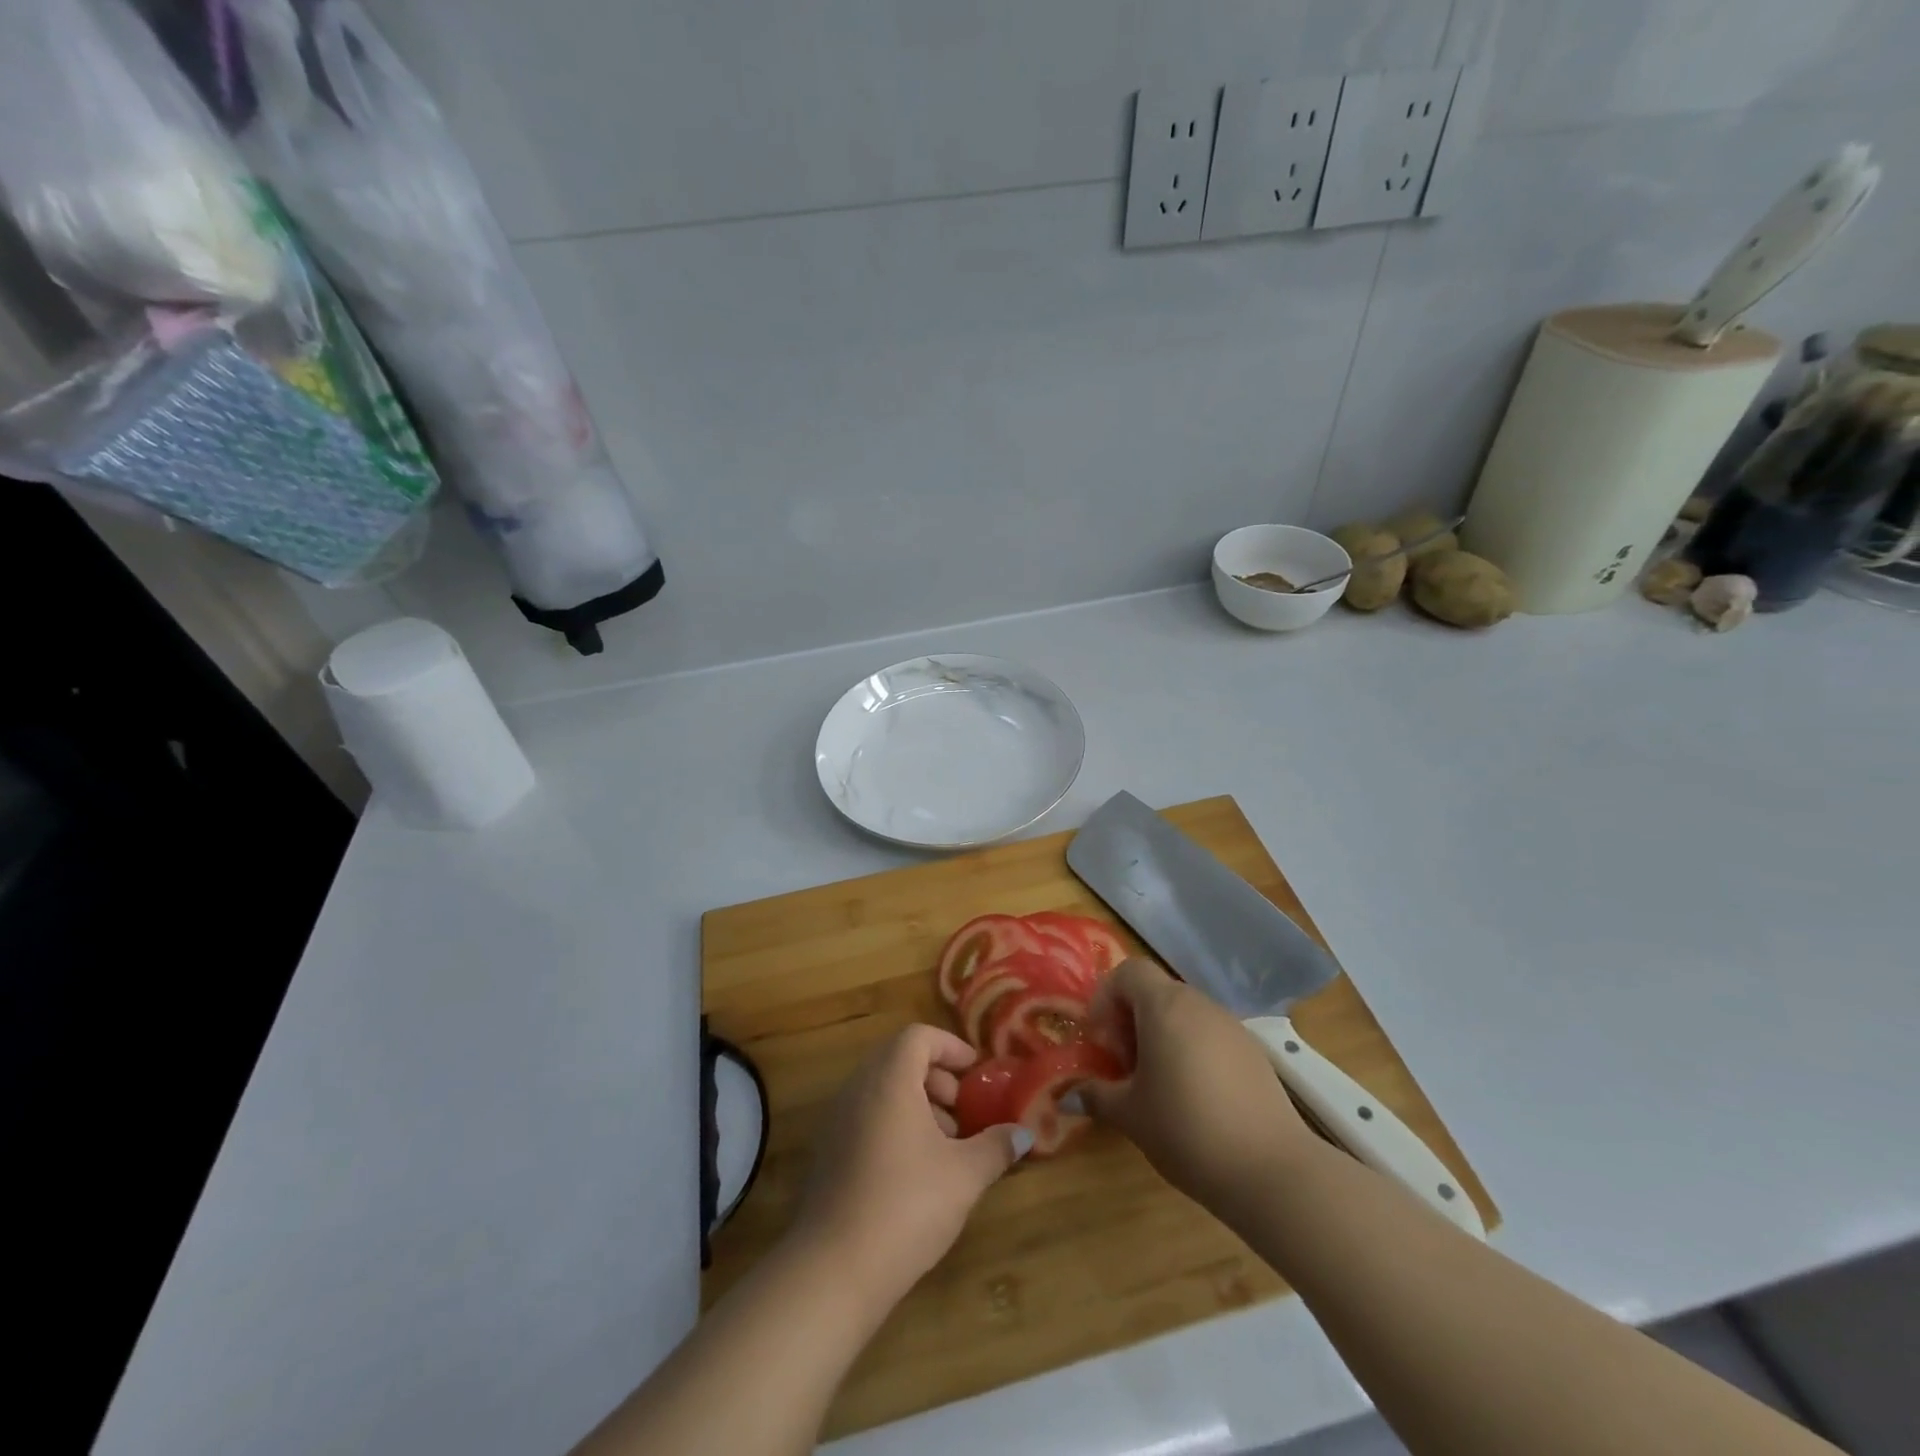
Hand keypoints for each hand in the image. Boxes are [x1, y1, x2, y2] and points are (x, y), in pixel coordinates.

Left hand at [790, 1024, 1026, 1307]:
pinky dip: (894, 1124)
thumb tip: (1023, 1133)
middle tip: (963, 1111)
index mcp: (889, 1079)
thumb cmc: (905, 1206)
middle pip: (899, 1059)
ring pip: (882, 1089)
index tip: (976, 1073)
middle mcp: (858, 1088)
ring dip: (917, 1103)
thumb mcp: (963, 1175)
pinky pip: (866, 1115)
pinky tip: (915, 1170)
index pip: (918, 1036)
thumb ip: (995, 1147)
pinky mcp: (828, 1151)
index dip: (951, 1047)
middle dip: (937, 1077)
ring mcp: (837, 1120)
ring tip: (945, 1145)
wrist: (832, 1270)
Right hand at [1083, 959, 1320, 1214]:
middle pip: (1155, 992)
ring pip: (1183, 1015)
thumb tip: (1071, 1094)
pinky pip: (1209, 1036)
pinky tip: (1193, 1098)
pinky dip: (1190, 1051)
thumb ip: (1097, 1095)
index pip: (1128, 972)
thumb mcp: (1130, 1115)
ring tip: (1156, 1085)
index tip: (1101, 1041)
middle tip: (1123, 1066)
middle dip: (1131, 1021)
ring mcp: (1231, 1026)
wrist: (1272, 1169)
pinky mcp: (1253, 1052)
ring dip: (1161, 1037)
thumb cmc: (1186, 1130)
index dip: (1106, 998)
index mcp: (1164, 1007)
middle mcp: (1198, 1004)